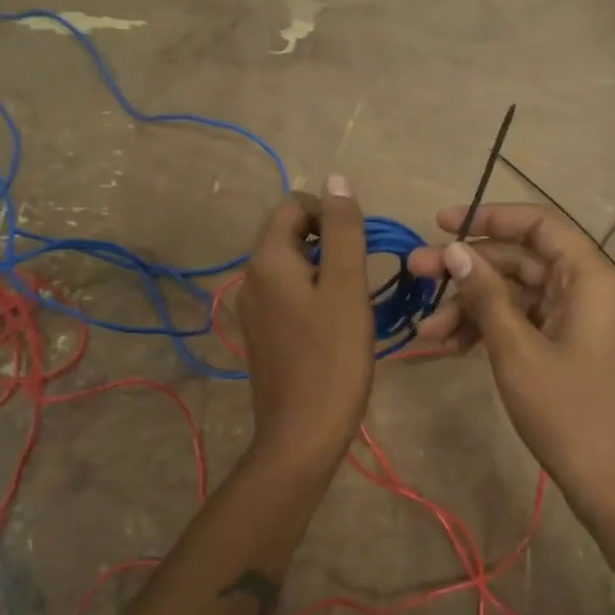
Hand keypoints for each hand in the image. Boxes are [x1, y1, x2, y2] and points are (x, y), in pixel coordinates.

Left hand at [237, 177, 375, 468]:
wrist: (303, 435)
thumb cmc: (332, 358)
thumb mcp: (347, 288)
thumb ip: (343, 230)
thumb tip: (337, 179)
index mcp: (267, 260)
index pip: (294, 205)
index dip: (330, 213)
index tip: (360, 244)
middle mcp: (251, 278)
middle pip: (292, 234)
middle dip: (331, 242)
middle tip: (362, 275)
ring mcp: (254, 309)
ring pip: (294, 266)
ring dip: (327, 270)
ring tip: (355, 301)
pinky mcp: (264, 334)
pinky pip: (290, 295)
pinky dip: (316, 295)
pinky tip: (338, 324)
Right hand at [406, 204, 614, 516]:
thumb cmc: (570, 414)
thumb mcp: (517, 350)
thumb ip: (485, 295)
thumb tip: (455, 249)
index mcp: (590, 278)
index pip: (538, 225)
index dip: (488, 217)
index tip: (441, 223)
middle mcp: (588, 290)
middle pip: (522, 261)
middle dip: (467, 268)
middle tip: (414, 273)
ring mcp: (580, 321)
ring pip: (518, 295)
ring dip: (472, 307)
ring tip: (426, 330)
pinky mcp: (570, 348)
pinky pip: (526, 323)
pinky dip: (491, 330)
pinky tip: (452, 346)